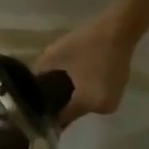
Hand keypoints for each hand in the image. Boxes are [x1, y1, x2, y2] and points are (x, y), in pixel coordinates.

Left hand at [36, 11, 142, 125]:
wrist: (118, 29)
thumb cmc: (84, 43)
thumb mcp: (53, 57)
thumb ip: (39, 77)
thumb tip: (30, 90)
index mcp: (86, 102)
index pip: (61, 119)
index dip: (47, 115)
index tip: (35, 109)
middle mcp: (101, 108)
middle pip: (73, 114)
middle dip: (60, 106)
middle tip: (47, 94)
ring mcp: (112, 102)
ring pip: (84, 106)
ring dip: (73, 100)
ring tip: (63, 85)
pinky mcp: (117, 94)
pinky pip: (94, 99)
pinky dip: (85, 93)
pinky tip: (80, 79)